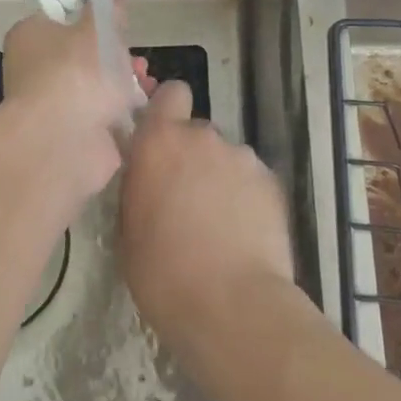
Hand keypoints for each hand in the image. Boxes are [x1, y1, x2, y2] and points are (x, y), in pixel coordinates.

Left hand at [0, 6, 148, 216]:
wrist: (64, 141)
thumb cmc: (76, 72)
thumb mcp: (98, 28)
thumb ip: (108, 10)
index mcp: (29, 37)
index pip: (58, 20)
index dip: (88, 21)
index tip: (114, 27)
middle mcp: (33, 70)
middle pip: (80, 56)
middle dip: (115, 56)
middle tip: (136, 60)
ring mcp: (50, 105)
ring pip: (93, 87)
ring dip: (122, 84)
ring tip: (147, 83)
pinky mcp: (69, 135)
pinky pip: (100, 115)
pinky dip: (121, 112)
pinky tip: (142, 108)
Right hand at [118, 80, 300, 377]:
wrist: (231, 306)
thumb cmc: (162, 273)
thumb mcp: (128, 227)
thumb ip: (139, 184)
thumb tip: (147, 174)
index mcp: (159, 142)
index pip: (170, 94)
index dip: (168, 111)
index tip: (161, 138)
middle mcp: (202, 137)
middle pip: (197, 133)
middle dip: (192, 156)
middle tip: (186, 197)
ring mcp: (242, 157)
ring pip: (226, 158)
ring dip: (220, 178)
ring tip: (219, 222)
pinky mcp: (272, 182)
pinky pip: (251, 180)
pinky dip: (246, 198)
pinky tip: (243, 233)